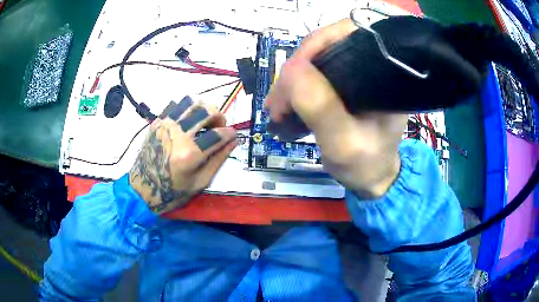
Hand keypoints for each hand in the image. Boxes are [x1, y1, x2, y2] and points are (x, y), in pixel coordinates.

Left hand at [129, 97, 236, 213]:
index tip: (233, 135)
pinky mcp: (157, 123)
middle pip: (206, 111)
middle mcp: (177, 135)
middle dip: (219, 116)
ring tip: (204, 120)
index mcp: (189, 155)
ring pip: (191, 102)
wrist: (143, 189)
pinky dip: (186, 108)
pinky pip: (175, 105)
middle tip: (219, 126)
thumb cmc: (172, 191)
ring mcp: (165, 126)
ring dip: (203, 108)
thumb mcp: (200, 182)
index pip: (218, 135)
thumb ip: (218, 160)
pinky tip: (187, 120)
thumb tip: (233, 141)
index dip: (230, 133)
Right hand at [265, 19, 407, 197]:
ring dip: (291, 83)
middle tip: (276, 102)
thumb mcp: (344, 143)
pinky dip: (295, 89)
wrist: (372, 177)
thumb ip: (321, 108)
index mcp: (384, 73)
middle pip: (326, 47)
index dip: (314, 47)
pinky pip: (314, 75)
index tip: (289, 76)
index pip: (348, 36)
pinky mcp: (345, 85)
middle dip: (296, 71)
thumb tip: (291, 68)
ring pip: (316, 62)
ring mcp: (357, 75)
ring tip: (276, 109)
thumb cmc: (366, 165)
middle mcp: (372, 67)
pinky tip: (284, 106)